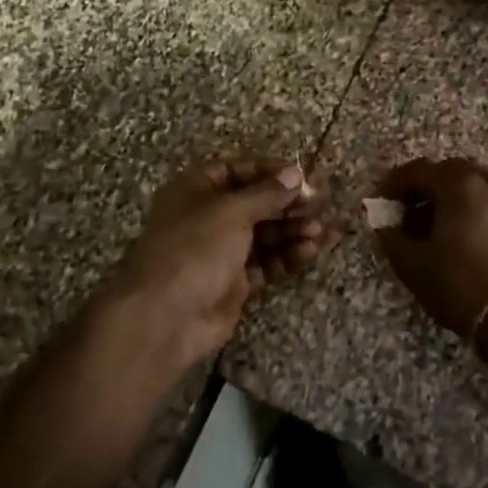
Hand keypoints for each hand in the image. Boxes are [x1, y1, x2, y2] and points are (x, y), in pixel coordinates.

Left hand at [99, 158, 326, 368]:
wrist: (166, 316)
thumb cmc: (194, 248)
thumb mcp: (230, 212)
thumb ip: (266, 193)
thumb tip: (295, 173)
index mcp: (196, 190)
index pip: (238, 170)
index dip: (270, 172)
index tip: (302, 177)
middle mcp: (208, 217)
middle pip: (255, 204)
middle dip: (287, 204)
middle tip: (320, 206)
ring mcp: (221, 252)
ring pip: (264, 235)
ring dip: (292, 231)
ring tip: (321, 231)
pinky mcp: (234, 283)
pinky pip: (266, 263)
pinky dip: (287, 256)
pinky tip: (310, 250)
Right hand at [370, 157, 487, 342]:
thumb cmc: (458, 284)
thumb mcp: (412, 263)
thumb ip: (391, 235)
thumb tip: (384, 222)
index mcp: (459, 185)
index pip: (418, 170)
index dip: (393, 184)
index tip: (379, 202)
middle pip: (447, 173)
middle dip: (422, 188)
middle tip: (404, 211)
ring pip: (471, 187)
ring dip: (447, 199)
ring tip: (430, 227)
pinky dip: (468, 210)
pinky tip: (456, 238)